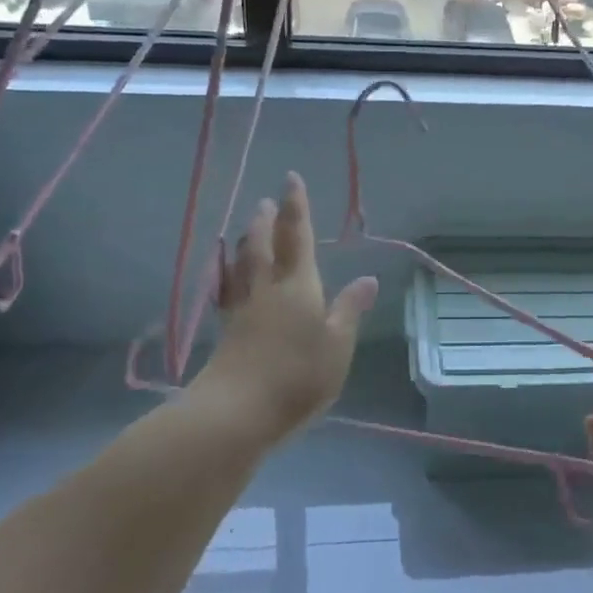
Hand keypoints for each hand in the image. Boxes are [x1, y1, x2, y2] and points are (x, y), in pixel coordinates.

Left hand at [193, 173, 376, 441]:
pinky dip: (226, 276)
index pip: (298, 237)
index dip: (296, 207)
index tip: (290, 179)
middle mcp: (267, 290)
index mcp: (298, 286)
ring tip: (245, 228)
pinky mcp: (226, 334)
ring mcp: (242, 311)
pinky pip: (227, 292)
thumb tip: (369, 279)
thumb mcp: (337, 345)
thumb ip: (350, 310)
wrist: (236, 413)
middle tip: (265, 201)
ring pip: (242, 266)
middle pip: (263, 246)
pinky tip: (224, 277)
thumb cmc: (297, 376)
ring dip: (245, 243)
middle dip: (266, 222)